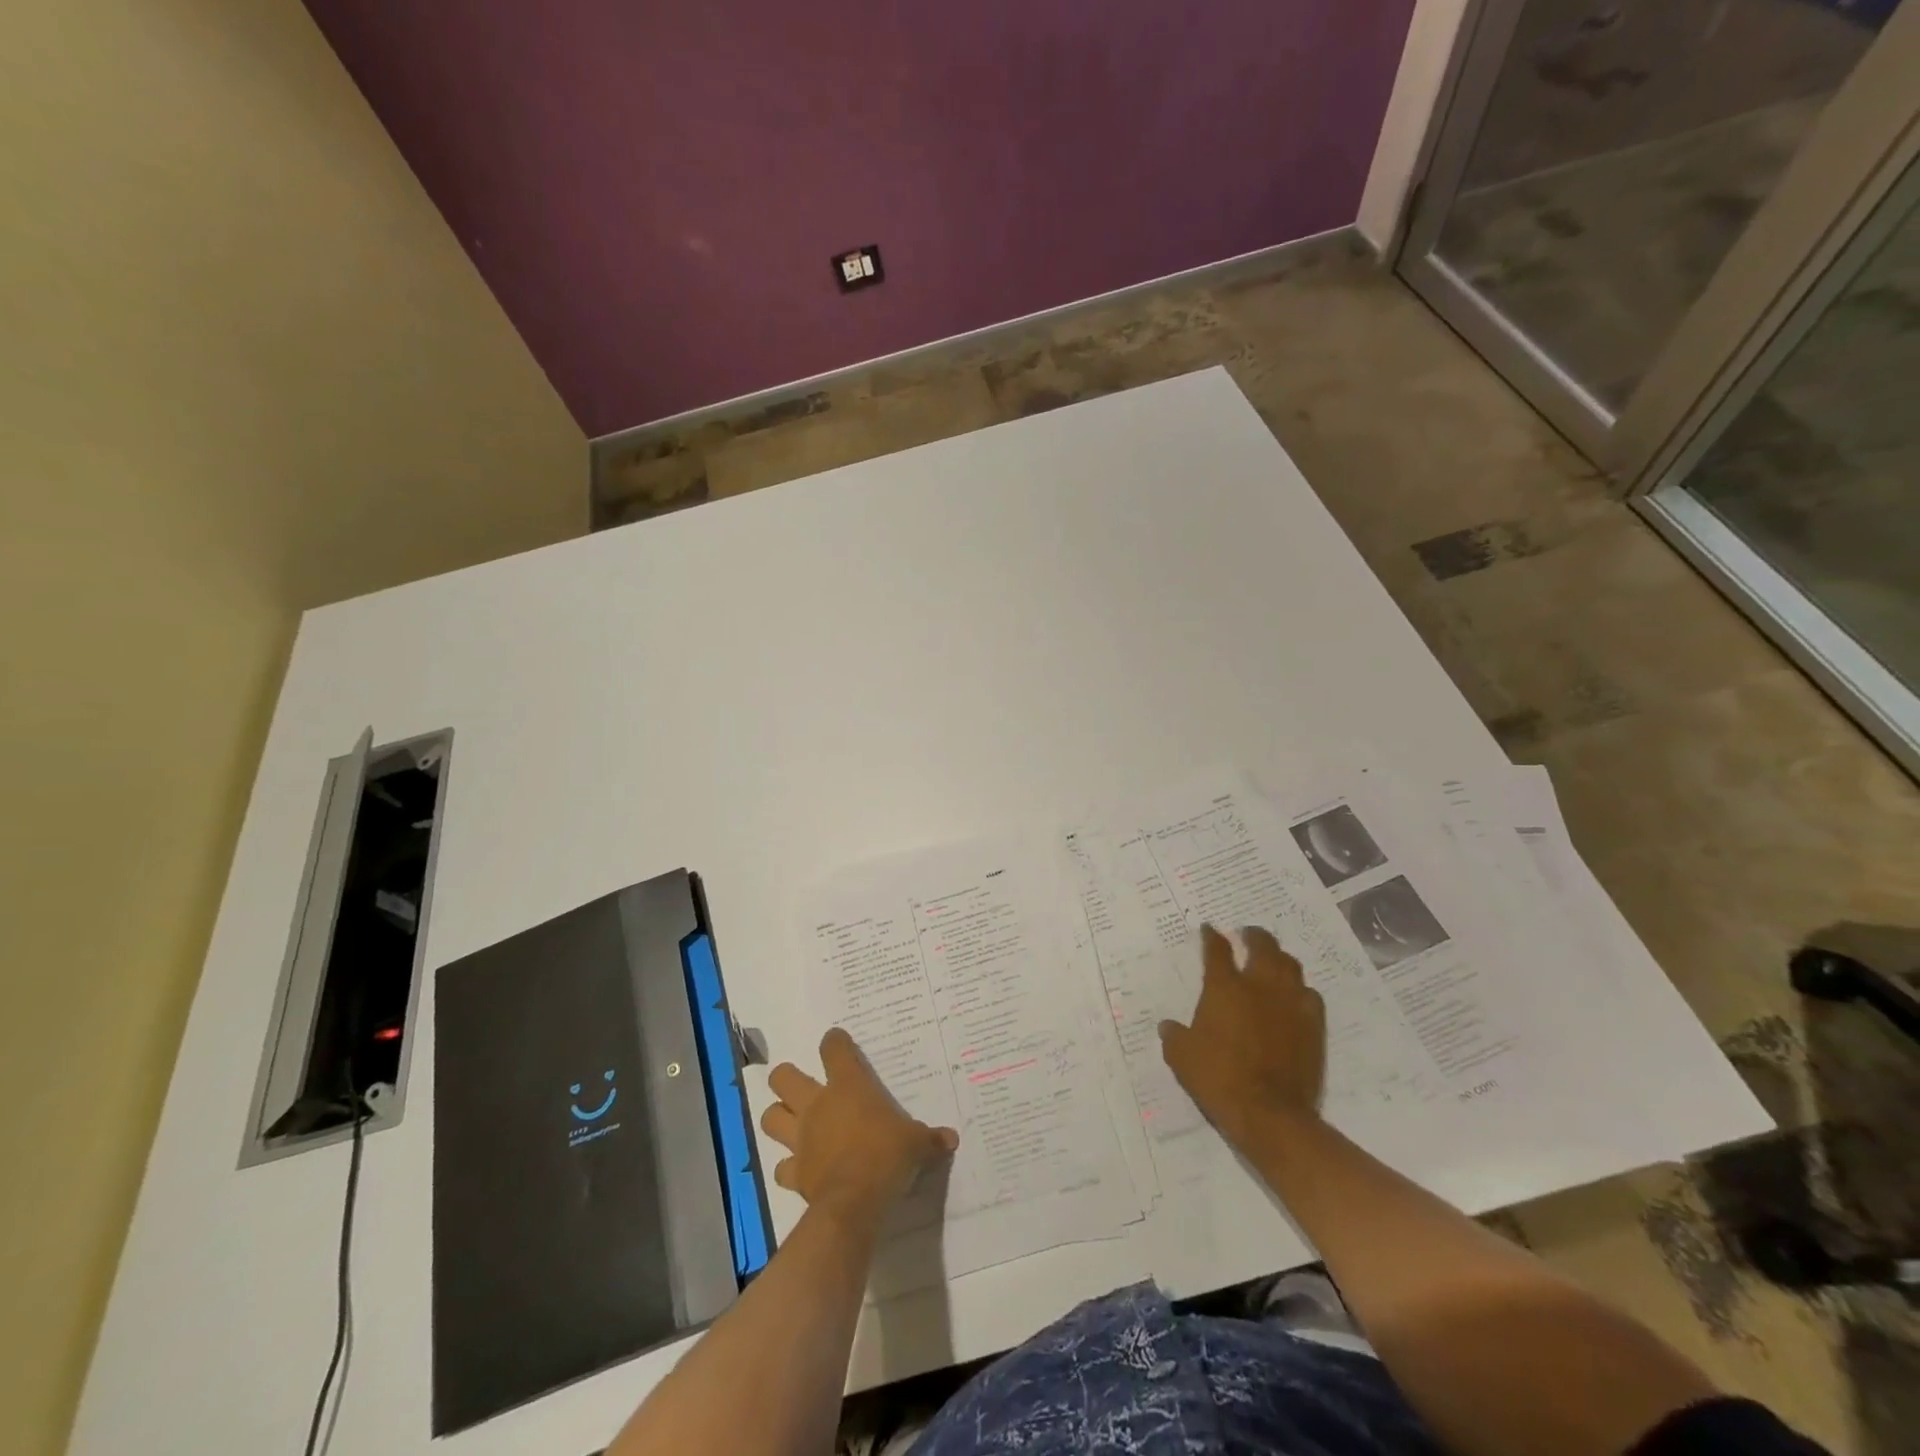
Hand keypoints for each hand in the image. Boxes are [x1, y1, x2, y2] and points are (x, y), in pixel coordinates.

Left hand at [762, 1028, 958, 1226]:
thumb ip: (930, 1138)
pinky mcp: (794, 1172)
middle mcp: (817, 1105)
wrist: (854, 1202)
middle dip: (787, 1078)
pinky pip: (781, 1167)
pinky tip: (800, 1169)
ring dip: (779, 1117)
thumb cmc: (886, 1156)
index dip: (835, 1041)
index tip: (838, 1041)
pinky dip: (787, 1167)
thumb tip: (952, 1138)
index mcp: (847, 1086)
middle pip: (783, 1077)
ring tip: (793, 1123)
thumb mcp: (916, 1143)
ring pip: (770, 1117)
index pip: (833, 1049)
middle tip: (803, 1086)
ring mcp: (801, 1138)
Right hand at [1159, 924, 1325, 1150]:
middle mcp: (1259, 986)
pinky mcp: (1313, 1026)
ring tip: (1272, 960)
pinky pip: (1310, 996)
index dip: (1211, 936)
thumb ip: (1174, 1036)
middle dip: (1254, 935)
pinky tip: (1294, 996)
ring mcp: (1290, 1004)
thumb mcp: (1182, 1057)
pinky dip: (1300, 990)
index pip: (1216, 950)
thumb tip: (1168, 1026)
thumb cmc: (1219, 1078)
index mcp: (1224, 987)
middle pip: (1262, 946)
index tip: (1209, 928)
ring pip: (1290, 965)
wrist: (1269, 1113)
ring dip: (1279, 958)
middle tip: (1247, 934)